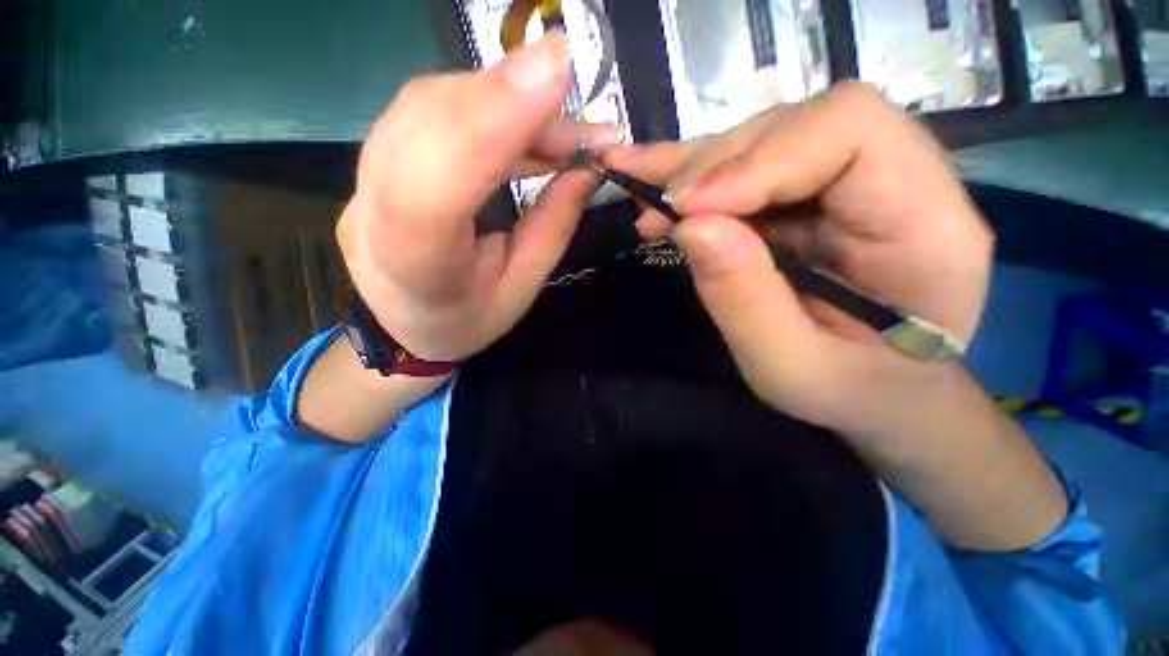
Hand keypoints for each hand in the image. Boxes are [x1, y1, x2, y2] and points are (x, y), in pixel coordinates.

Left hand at [337, 32, 620, 361]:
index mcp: (417, 268)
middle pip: (429, 124)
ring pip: (426, 105)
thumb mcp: (521, 288)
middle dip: (512, 101)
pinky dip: (485, 107)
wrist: (405, 326)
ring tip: (560, 129)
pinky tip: (524, 125)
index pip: (436, 185)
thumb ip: (552, 227)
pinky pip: (427, 111)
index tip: (555, 68)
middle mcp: (373, 214)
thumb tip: (589, 166)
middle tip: (581, 121)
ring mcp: (362, 182)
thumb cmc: (468, 319)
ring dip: (504, 102)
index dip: (490, 121)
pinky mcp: (373, 161)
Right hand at [601, 82, 993, 441]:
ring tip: (644, 196)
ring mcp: (852, 181)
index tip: (690, 209)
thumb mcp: (789, 368)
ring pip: (766, 139)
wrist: (881, 390)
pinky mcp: (813, 194)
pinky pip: (751, 167)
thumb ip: (744, 301)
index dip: (760, 158)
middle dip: (714, 165)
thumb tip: (691, 224)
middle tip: (657, 210)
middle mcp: (900, 181)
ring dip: (695, 169)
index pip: (852, 131)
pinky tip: (658, 189)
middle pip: (799, 125)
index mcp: (927, 226)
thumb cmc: (850, 391)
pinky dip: (697, 179)